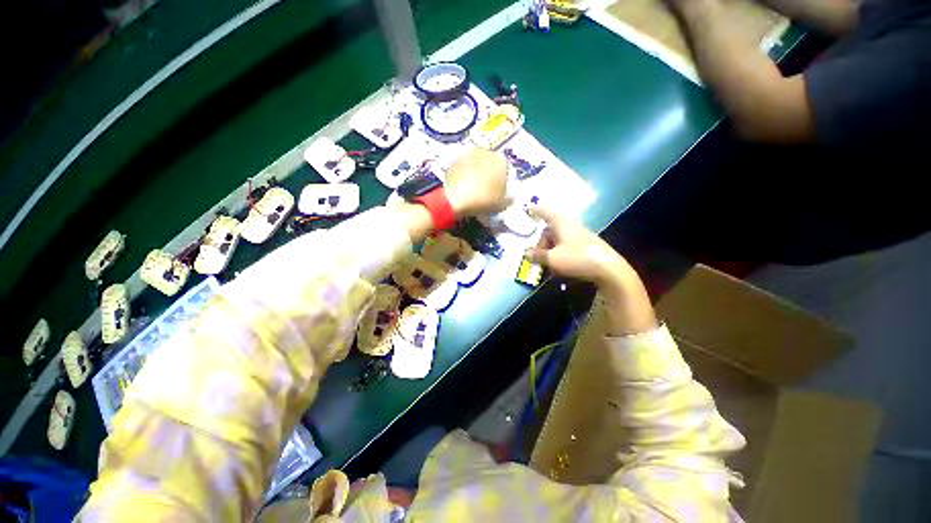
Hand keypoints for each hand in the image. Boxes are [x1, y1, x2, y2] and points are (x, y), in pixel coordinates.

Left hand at [445, 149, 508, 216]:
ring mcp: (468, 154)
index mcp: (501, 160)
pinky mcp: (453, 160)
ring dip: (474, 173)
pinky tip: (461, 188)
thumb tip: (509, 197)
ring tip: (471, 190)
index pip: (505, 169)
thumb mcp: (502, 205)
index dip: (501, 181)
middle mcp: (485, 152)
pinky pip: (462, 168)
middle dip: (488, 174)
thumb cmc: (484, 200)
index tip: (498, 192)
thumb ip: (508, 199)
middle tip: (484, 190)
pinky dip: (463, 175)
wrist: (457, 199)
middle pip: (489, 164)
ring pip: (475, 164)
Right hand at [526, 206, 627, 284]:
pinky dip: (559, 252)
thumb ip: (538, 256)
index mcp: (561, 223)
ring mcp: (579, 234)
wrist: (608, 269)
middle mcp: (570, 225)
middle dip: (541, 242)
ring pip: (558, 238)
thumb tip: (527, 254)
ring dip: (550, 249)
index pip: (545, 212)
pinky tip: (559, 265)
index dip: (536, 210)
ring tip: (547, 263)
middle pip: (550, 229)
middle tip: (535, 255)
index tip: (528, 208)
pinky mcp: (585, 244)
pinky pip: (566, 244)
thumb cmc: (576, 258)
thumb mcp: (552, 259)